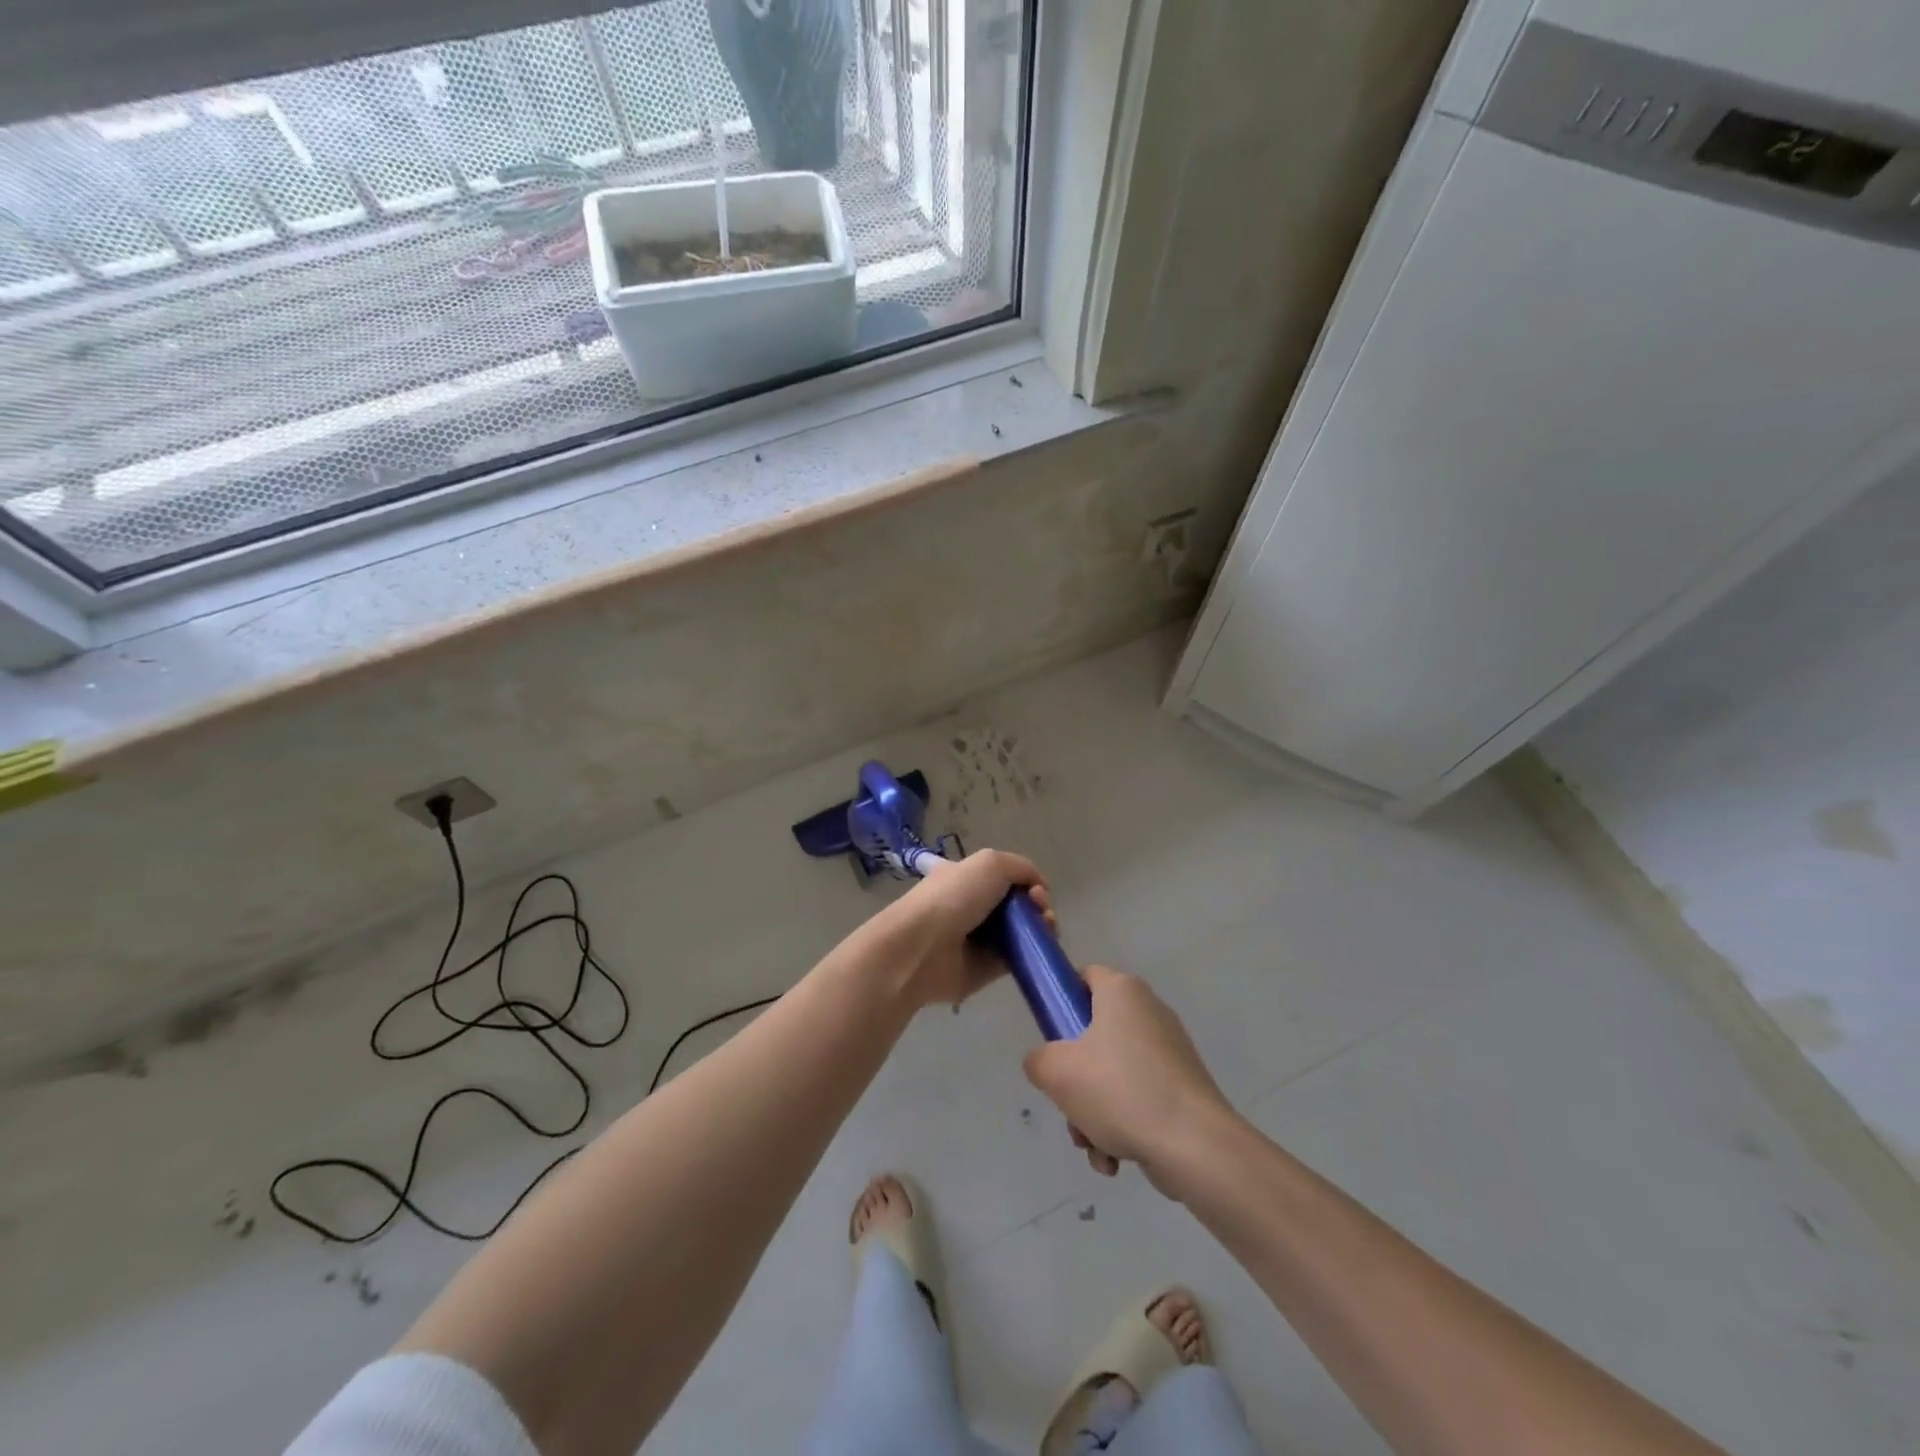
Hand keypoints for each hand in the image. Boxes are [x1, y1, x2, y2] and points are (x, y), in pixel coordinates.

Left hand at [873, 848, 1055, 1009]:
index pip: (1006, 877)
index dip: (1027, 881)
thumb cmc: (953, 897)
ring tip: (1045, 927)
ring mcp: (983, 939)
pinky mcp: (989, 969)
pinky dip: (1035, 952)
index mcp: (968, 878)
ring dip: (1042, 926)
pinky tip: (1042, 946)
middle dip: (1038, 904)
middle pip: (1019, 905)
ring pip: (1023, 930)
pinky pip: (1019, 957)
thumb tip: (1039, 888)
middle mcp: (975, 907)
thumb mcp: (990, 863)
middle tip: (1041, 910)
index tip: (1035, 890)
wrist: (923, 947)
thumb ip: (1022, 868)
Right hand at [1023, 966, 1233, 1191]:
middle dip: (1075, 1078)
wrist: (1195, 1146)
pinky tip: (1116, 1159)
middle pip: (1094, 1035)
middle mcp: (1149, 1011)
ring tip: (1092, 1145)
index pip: (1084, 976)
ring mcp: (1170, 1050)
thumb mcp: (1057, 1072)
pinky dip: (1122, 1125)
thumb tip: (1047, 1064)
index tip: (1051, 1037)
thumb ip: (1037, 1059)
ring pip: (1114, 1073)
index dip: (1061, 1001)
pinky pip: (1139, 1098)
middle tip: (1068, 1105)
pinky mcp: (1183, 1086)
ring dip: (1094, 1111)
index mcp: (1122, 991)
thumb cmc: (1120, 1090)